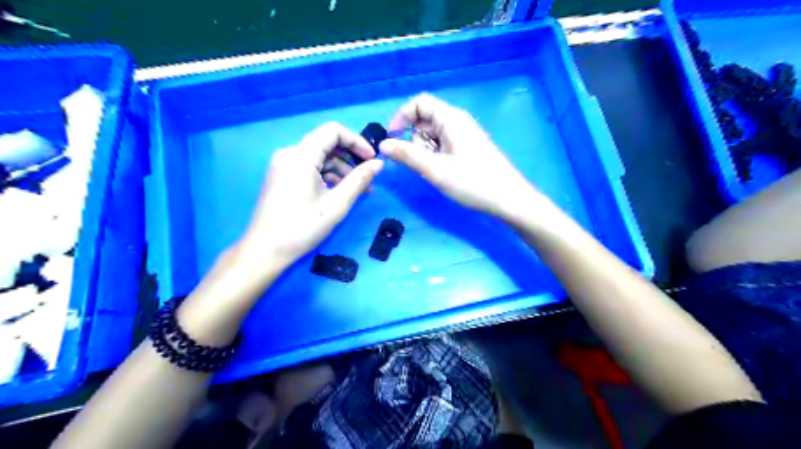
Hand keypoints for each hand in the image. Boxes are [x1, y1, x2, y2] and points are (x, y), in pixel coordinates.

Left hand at [239, 120, 382, 271]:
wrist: (265, 251)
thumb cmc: (302, 227)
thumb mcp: (336, 204)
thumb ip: (359, 180)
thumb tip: (379, 164)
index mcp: (300, 155)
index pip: (333, 131)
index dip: (356, 141)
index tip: (372, 160)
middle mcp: (289, 154)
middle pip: (326, 144)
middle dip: (350, 158)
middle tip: (368, 178)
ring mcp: (283, 166)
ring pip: (319, 157)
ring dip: (341, 170)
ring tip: (359, 191)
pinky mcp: (282, 177)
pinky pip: (309, 168)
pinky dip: (327, 176)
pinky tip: (339, 193)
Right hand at [382, 93, 543, 219]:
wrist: (508, 199)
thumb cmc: (472, 182)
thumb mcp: (435, 169)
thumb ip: (407, 155)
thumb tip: (383, 145)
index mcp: (451, 118)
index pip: (420, 102)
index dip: (402, 116)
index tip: (392, 137)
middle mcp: (457, 122)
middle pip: (425, 119)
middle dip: (414, 138)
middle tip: (420, 162)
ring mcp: (464, 135)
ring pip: (433, 134)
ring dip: (425, 150)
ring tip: (435, 170)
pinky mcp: (467, 148)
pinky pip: (443, 145)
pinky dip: (435, 155)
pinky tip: (442, 172)